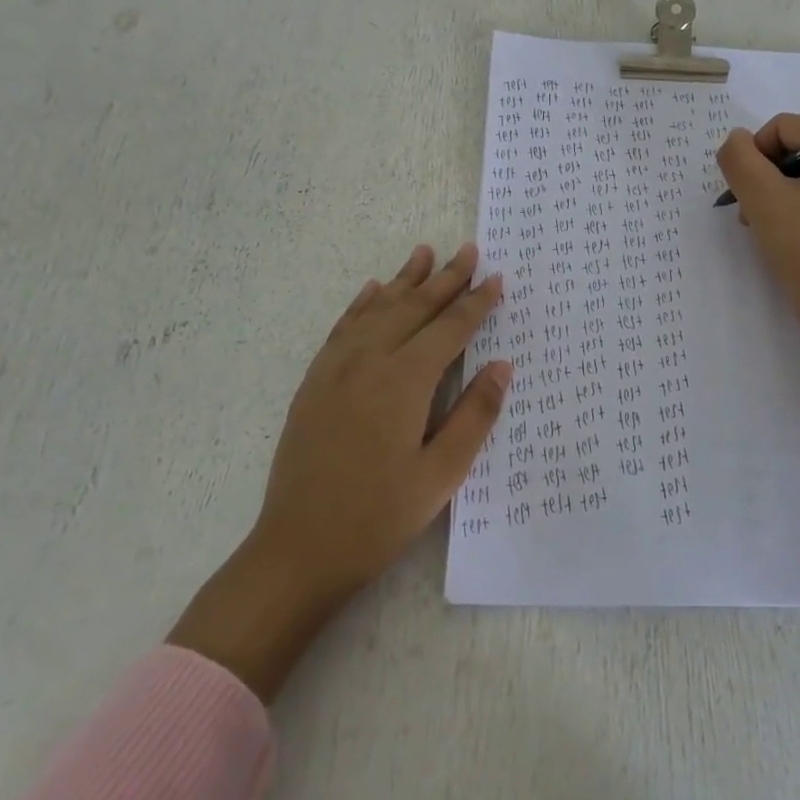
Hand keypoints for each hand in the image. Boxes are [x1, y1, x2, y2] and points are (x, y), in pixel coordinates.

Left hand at [169, 243, 507, 699]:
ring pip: (376, 310)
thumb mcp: (441, 474)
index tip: (496, 278)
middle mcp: (368, 363)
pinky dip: (361, 305)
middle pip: (413, 309)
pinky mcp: (314, 384)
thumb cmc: (379, 517)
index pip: (449, 330)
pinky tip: (371, 291)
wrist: (297, 550)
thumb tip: (502, 366)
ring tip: (424, 252)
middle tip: (468, 250)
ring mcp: (335, 370)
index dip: (475, 303)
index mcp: (403, 383)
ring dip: (403, 280)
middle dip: (445, 279)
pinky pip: (342, 329)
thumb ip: (474, 415)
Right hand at [716, 115, 799, 398]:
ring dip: (776, 193)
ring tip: (761, 225)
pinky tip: (782, 232)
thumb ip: (739, 158)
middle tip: (750, 212)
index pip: (786, 127)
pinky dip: (796, 206)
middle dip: (766, 176)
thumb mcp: (761, 197)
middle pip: (797, 148)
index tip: (746, 192)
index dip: (756, 154)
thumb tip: (735, 140)